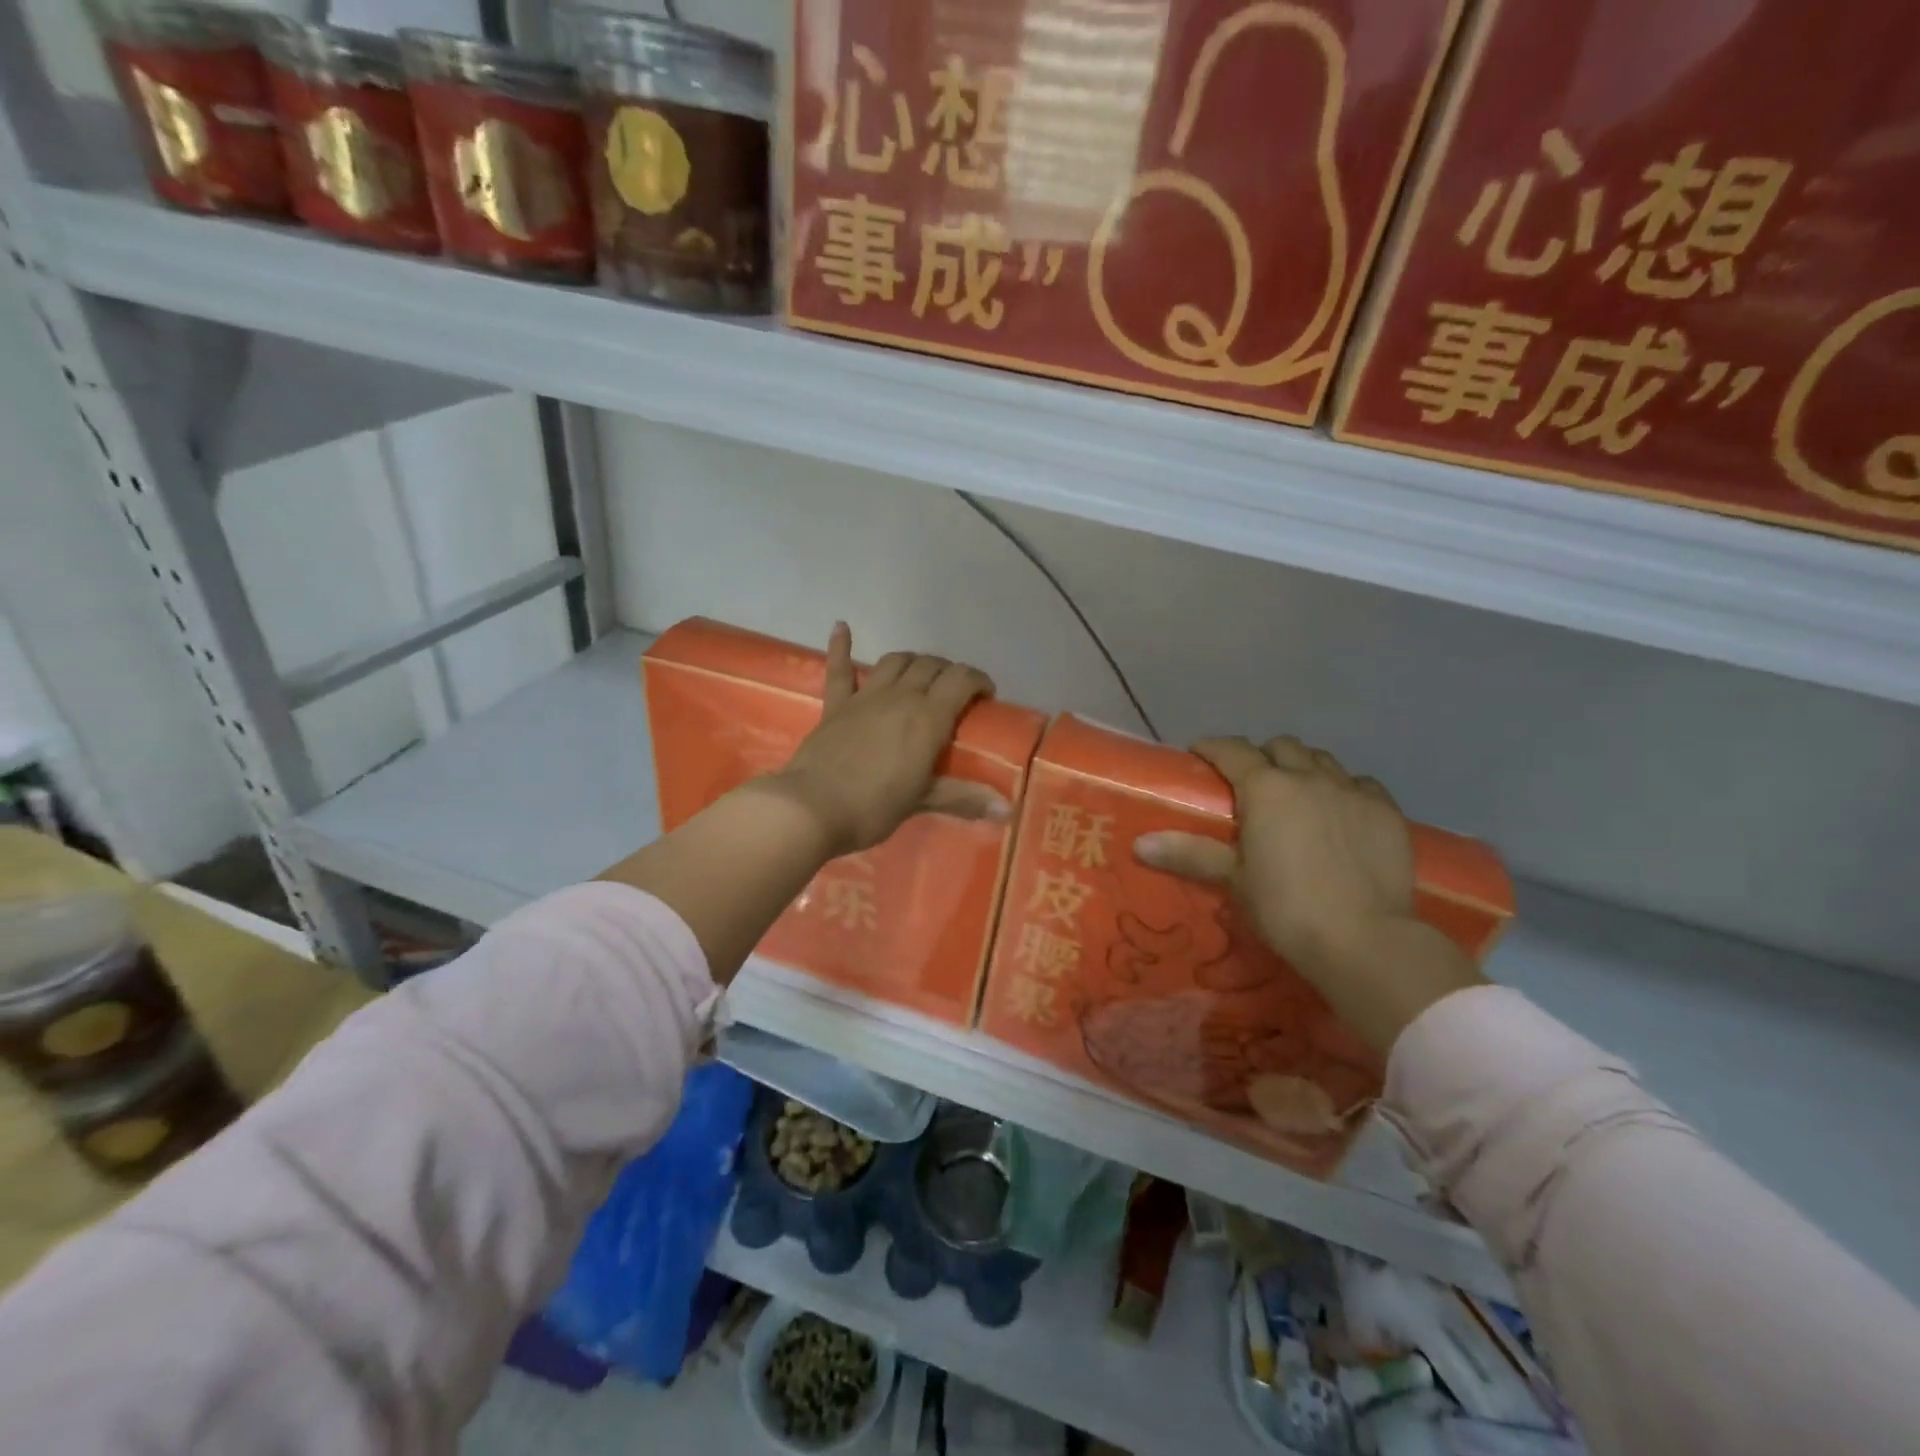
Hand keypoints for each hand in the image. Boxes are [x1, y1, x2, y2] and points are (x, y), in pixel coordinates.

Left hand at [768, 623, 1000, 854]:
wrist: (811, 808)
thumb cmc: (873, 807)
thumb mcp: (923, 801)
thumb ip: (965, 798)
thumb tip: (1008, 810)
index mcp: (927, 717)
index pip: (961, 680)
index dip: (978, 680)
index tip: (986, 695)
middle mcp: (899, 696)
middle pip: (931, 666)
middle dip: (949, 672)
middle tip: (956, 692)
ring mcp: (864, 697)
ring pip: (895, 661)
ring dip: (914, 661)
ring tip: (922, 673)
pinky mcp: (835, 705)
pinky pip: (839, 668)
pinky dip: (841, 646)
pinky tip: (841, 626)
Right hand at [1134, 736, 1483, 1055]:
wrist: (1365, 940)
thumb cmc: (1286, 908)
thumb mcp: (1234, 879)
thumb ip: (1189, 853)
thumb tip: (1139, 843)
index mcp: (1266, 788)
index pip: (1232, 750)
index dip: (1212, 748)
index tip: (1199, 755)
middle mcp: (1308, 778)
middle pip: (1281, 747)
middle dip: (1262, 756)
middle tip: (1250, 784)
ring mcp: (1352, 791)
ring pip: (1323, 760)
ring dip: (1303, 767)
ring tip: (1296, 795)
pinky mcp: (1387, 812)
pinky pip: (1360, 784)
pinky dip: (1344, 789)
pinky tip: (1340, 812)